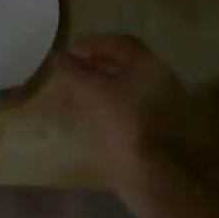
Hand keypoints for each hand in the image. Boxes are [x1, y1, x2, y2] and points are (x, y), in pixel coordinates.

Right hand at [54, 33, 188, 191]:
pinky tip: (84, 119)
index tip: (72, 47)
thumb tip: (59, 57)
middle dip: (91, 68)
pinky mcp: (153, 132)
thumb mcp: (91, 91)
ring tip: (69, 97)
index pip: (119, 43)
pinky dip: (103, 108)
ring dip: (94, 89)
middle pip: (121, 67)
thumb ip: (73, 70)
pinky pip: (124, 111)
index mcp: (147, 65)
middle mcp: (158, 81)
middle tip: (67, 73)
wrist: (152, 175)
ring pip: (121, 90)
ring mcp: (158, 108)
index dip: (93, 42)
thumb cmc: (121, 123)